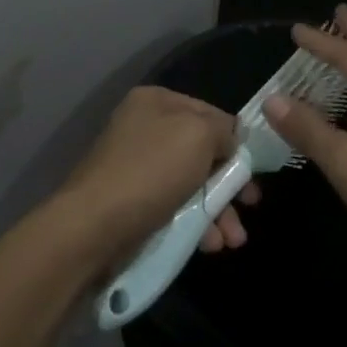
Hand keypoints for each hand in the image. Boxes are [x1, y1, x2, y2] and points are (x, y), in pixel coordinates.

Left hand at [55, 86, 260, 264]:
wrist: (93, 228)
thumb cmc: (151, 171)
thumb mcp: (198, 135)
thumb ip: (222, 130)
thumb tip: (229, 141)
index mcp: (156, 101)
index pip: (209, 112)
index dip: (235, 140)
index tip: (254, 170)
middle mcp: (144, 127)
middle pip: (201, 151)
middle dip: (229, 182)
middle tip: (251, 205)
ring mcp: (136, 166)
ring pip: (190, 184)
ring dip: (217, 210)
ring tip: (233, 240)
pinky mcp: (131, 203)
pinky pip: (174, 208)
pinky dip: (195, 224)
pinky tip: (211, 245)